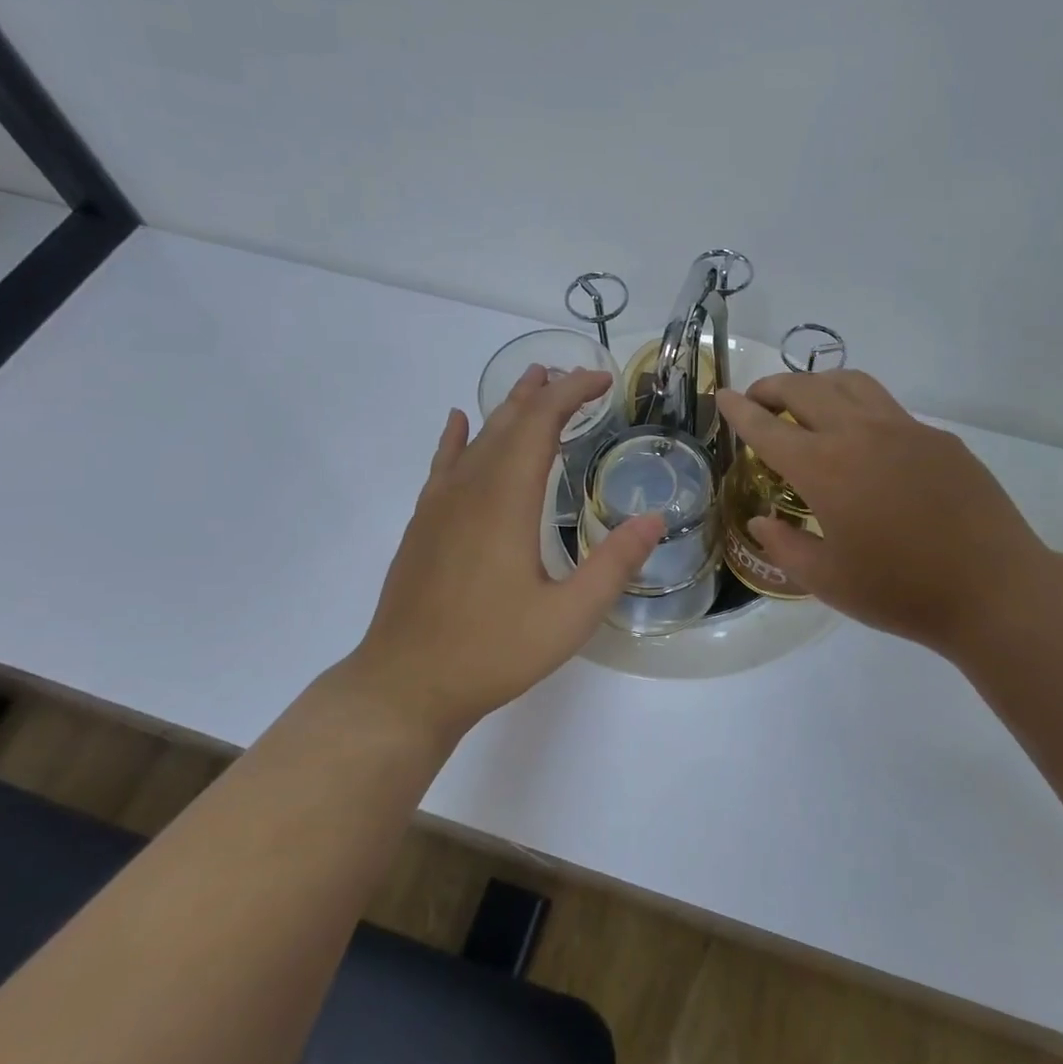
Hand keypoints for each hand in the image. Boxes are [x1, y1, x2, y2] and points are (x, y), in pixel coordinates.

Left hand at [341, 365, 663, 743]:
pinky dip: (456, 437)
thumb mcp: (569, 617)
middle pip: (508, 422)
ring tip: (533, 384)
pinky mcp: (423, 524)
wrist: (406, 684)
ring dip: (508, 409)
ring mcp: (439, 505)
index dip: (572, 393)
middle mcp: (470, 489)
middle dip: (545, 393)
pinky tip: (458, 422)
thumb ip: (614, 564)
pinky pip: (443, 464)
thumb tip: (656, 519)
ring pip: (476, 438)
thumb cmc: (492, 650)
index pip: (540, 424)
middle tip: (578, 379)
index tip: (603, 381)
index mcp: (506, 501)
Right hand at [716, 372, 1053, 666]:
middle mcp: (861, 434)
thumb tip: (763, 521)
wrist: (993, 588)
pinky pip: (888, 408)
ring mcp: (905, 429)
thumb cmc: (900, 592)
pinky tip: (864, 442)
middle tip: (758, 400)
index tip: (723, 396)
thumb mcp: (827, 581)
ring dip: (818, 384)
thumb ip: (785, 546)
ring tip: (806, 403)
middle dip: (773, 387)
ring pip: (851, 383)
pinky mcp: (938, 439)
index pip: (768, 427)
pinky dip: (859, 408)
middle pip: (806, 388)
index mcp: (825, 468)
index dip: (739, 411)